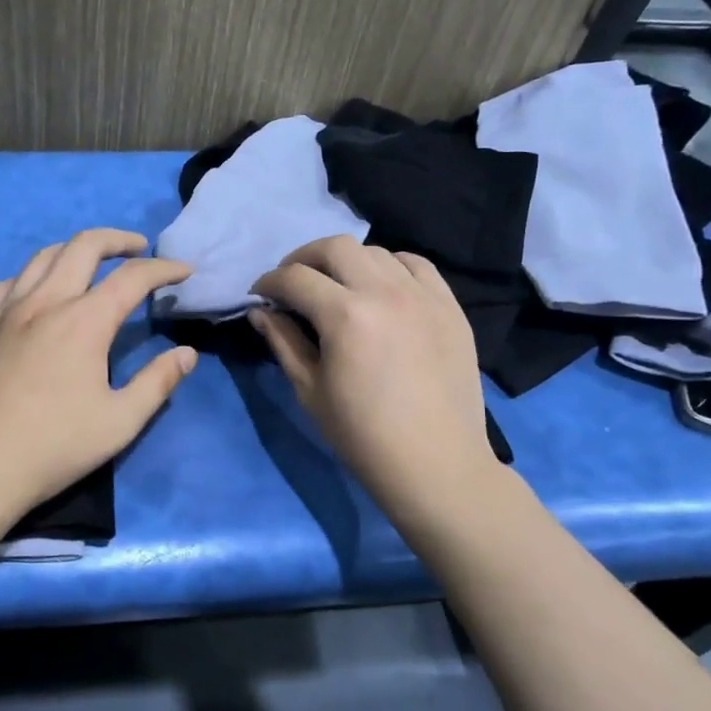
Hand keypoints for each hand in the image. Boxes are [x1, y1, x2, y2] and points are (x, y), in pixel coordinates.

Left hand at [0, 229, 198, 541]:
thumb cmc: (52, 448)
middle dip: (118, 240)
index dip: (163, 269)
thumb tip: (186, 354)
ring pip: (42, 257)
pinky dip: (34, 275)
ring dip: (74, 250)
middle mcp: (44, 303)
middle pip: (84, 246)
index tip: (182, 271)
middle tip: (138, 249)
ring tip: (92, 263)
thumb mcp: (119, 423)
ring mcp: (4, 311)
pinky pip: (8, 282)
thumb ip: (157, 383)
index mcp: (83, 322)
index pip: (132, 278)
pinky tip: (38, 291)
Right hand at [249, 237, 504, 544]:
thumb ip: (283, 342)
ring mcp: (423, 296)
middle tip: (292, 282)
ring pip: (376, 252)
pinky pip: (416, 265)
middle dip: (303, 258)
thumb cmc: (362, 435)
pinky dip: (390, 266)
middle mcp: (385, 292)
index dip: (269, 282)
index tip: (260, 295)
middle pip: (335, 247)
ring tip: (337, 286)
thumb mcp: (310, 390)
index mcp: (345, 315)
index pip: (295, 277)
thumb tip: (260, 312)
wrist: (435, 464)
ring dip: (346, 262)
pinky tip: (381, 287)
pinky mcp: (450, 306)